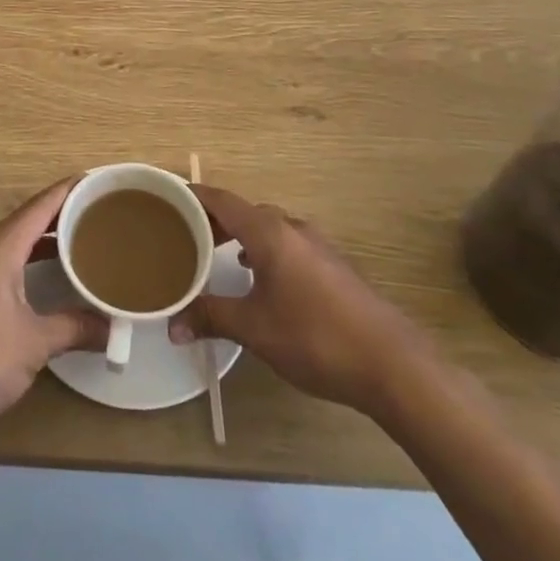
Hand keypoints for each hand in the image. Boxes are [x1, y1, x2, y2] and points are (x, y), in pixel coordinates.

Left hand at [0, 178, 106, 436]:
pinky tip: (40, 278)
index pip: (39, 207)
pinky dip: (24, 260)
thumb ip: (74, 328)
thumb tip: (112, 329)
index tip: (94, 180)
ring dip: (41, 240)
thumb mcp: (35, 343)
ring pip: (10, 242)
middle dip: (59, 215)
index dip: (67, 191)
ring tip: (75, 242)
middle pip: (25, 220)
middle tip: (94, 213)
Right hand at [170, 184, 428, 414]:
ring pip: (269, 228)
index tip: (166, 198)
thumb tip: (172, 327)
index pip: (222, 200)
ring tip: (217, 255)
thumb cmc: (315, 337)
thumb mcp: (254, 329)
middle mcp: (293, 229)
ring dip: (241, 236)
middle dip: (214, 219)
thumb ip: (211, 318)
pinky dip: (264, 250)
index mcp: (269, 232)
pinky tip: (261, 277)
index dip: (193, 197)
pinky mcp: (334, 267)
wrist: (392, 364)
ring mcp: (318, 246)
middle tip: (184, 234)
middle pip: (245, 211)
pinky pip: (287, 245)